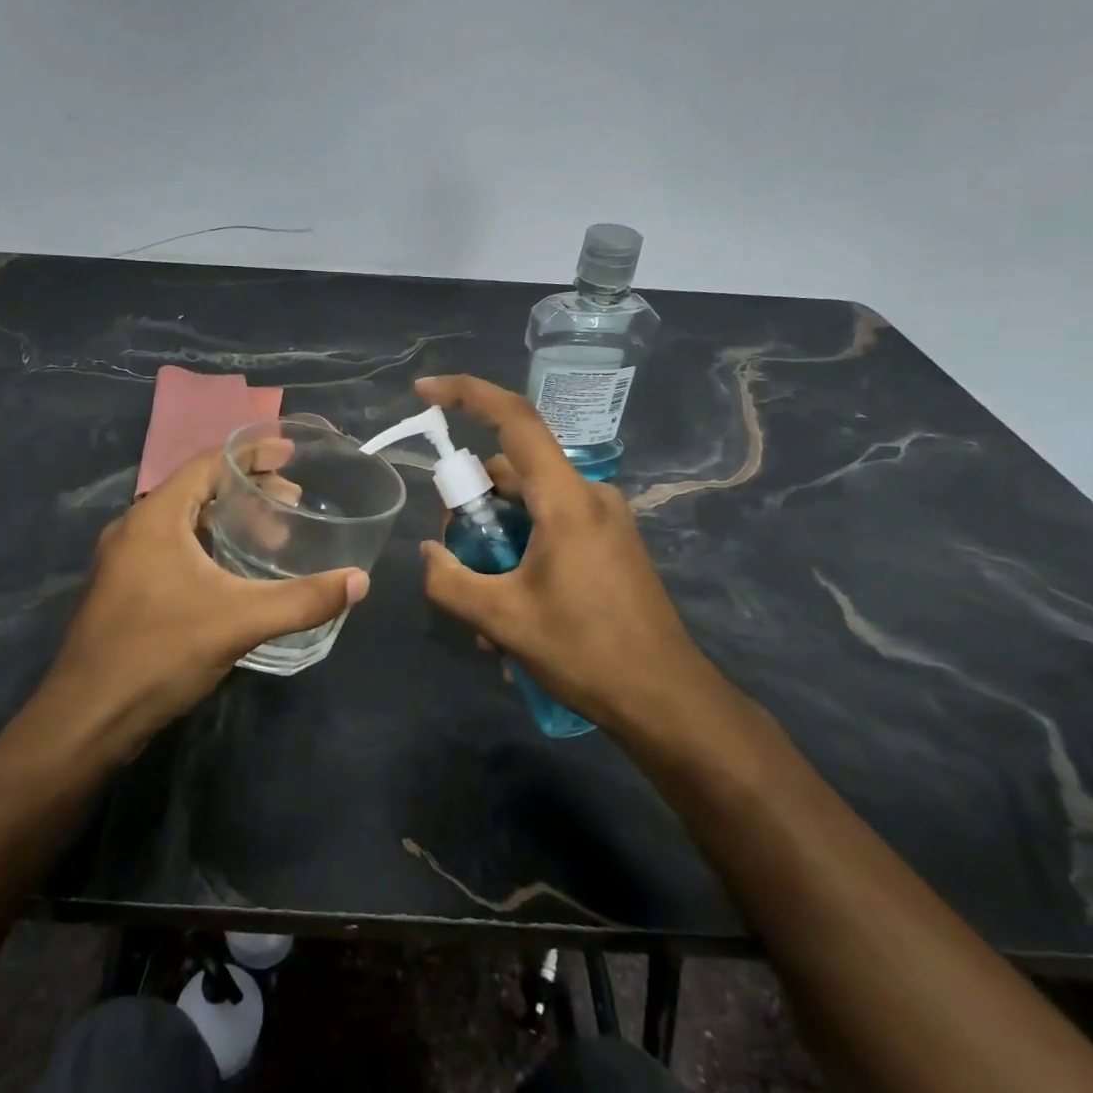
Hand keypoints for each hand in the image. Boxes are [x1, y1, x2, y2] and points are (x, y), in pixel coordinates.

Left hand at [43, 444, 368, 753]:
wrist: (86, 720)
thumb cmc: (159, 653)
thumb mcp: (239, 621)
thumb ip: (302, 599)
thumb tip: (359, 581)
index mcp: (155, 517)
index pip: (207, 464)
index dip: (252, 454)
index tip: (291, 454)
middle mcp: (134, 529)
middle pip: (197, 489)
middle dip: (247, 488)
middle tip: (293, 500)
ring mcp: (124, 562)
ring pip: (183, 522)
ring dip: (227, 518)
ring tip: (271, 532)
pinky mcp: (124, 591)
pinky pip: (173, 548)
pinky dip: (208, 544)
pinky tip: (233, 570)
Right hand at [415, 375, 729, 733]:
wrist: (667, 701)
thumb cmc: (585, 652)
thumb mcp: (502, 620)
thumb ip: (449, 581)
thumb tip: (430, 553)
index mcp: (565, 498)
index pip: (514, 420)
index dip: (466, 394)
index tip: (424, 391)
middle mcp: (588, 495)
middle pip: (511, 474)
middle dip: (473, 509)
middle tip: (455, 561)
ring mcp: (604, 520)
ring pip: (528, 508)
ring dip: (496, 545)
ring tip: (486, 614)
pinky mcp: (610, 545)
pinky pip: (550, 530)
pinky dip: (522, 557)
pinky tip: (513, 616)